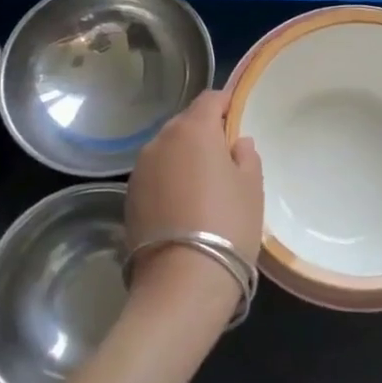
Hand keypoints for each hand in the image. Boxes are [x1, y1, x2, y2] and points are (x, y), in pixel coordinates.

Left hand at [125, 90, 264, 302]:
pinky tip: (183, 206)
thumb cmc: (227, 225)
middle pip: (185, 123)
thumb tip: (236, 143)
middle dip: (204, 132)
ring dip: (184, 157)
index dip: (227, 105)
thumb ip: (246, 156)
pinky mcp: (129, 198)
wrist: (181, 283)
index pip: (210, 99)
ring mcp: (140, 170)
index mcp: (193, 129)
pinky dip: (169, 180)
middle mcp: (161, 141)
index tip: (238, 120)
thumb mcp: (252, 187)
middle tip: (225, 158)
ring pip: (167, 150)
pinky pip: (155, 175)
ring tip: (203, 186)